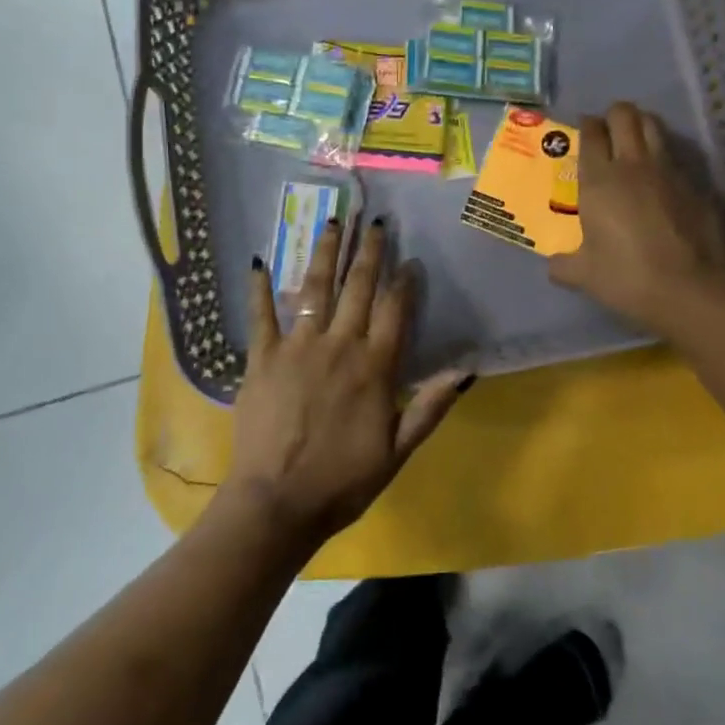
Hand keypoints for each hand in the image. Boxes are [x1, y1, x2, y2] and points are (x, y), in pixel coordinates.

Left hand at [221, 219, 470, 547]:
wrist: (278, 503)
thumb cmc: (343, 481)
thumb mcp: (398, 451)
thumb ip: (431, 407)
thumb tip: (466, 369)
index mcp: (374, 367)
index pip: (396, 310)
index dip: (405, 281)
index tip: (410, 258)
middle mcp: (339, 345)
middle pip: (358, 288)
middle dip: (369, 252)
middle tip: (374, 221)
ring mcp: (297, 347)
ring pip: (315, 289)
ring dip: (325, 253)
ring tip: (332, 222)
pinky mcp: (261, 358)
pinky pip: (260, 315)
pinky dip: (259, 288)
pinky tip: (258, 260)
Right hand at [549, 101, 724, 339]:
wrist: (695, 290)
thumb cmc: (629, 278)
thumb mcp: (586, 276)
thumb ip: (565, 265)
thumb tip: (554, 265)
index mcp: (599, 179)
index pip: (591, 133)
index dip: (587, 126)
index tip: (584, 132)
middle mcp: (633, 164)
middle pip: (624, 114)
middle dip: (614, 116)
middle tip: (608, 132)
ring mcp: (669, 170)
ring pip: (654, 126)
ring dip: (642, 126)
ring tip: (635, 144)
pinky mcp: (697, 184)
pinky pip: (676, 156)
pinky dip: (666, 157)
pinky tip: (663, 180)